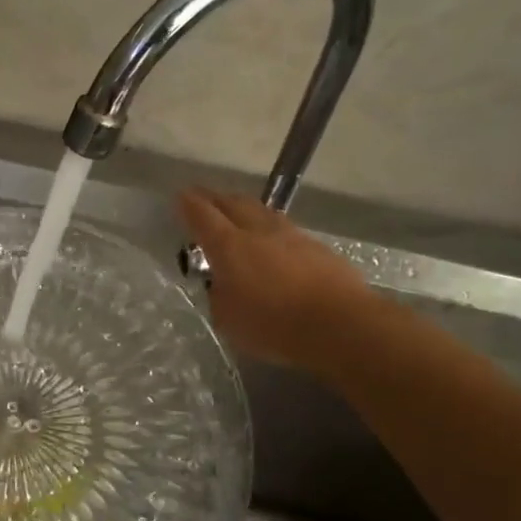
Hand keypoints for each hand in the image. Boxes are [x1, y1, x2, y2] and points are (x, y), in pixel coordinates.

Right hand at [177, 187, 370, 366]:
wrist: (339, 324)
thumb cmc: (273, 325)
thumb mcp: (228, 318)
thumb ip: (220, 295)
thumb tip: (224, 283)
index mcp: (229, 247)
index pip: (202, 216)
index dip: (189, 204)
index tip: (181, 195)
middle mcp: (259, 232)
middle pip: (234, 203)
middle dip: (216, 199)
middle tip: (205, 198)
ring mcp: (292, 236)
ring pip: (262, 212)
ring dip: (246, 209)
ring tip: (238, 212)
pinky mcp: (317, 248)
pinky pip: (286, 230)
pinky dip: (271, 229)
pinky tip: (272, 240)